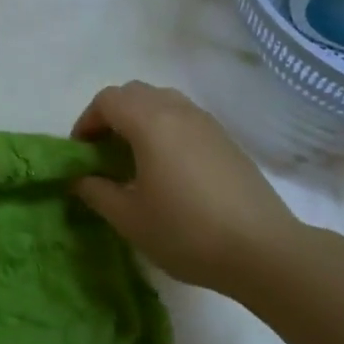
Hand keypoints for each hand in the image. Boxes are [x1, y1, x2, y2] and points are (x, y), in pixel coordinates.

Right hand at [72, 81, 304, 293]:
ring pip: (163, 102)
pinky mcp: (226, 140)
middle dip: (112, 115)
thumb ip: (96, 192)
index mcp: (150, 123)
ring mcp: (207, 124)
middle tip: (103, 152)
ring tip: (134, 158)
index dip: (87, 121)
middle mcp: (178, 111)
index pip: (107, 100)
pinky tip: (168, 169)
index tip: (81, 153)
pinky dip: (165, 129)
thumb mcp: (129, 218)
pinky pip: (185, 118)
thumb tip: (80, 178)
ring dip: (140, 120)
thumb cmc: (186, 232)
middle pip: (135, 93)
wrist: (263, 250)